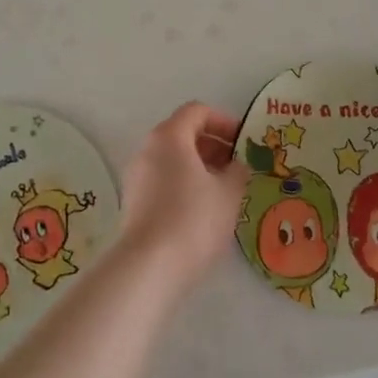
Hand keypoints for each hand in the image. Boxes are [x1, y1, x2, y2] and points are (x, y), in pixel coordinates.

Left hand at [118, 102, 249, 289]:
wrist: (149, 266)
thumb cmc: (193, 219)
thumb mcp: (228, 193)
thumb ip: (237, 172)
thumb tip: (237, 165)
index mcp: (169, 136)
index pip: (197, 112)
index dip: (224, 121)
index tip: (244, 141)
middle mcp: (148, 149)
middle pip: (182, 133)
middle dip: (213, 145)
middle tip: (238, 166)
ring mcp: (136, 175)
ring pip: (172, 159)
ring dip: (200, 166)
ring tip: (224, 190)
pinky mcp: (133, 201)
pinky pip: (162, 179)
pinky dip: (184, 183)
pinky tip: (203, 209)